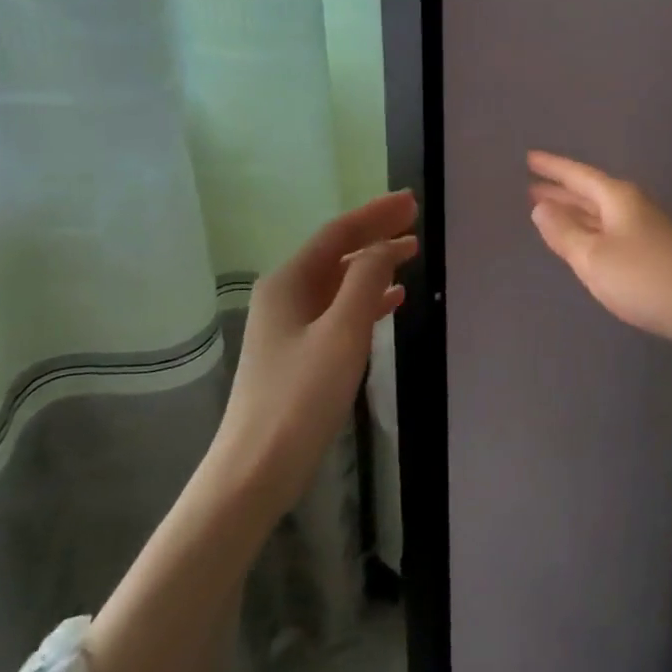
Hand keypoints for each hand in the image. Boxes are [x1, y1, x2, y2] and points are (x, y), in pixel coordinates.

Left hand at [216, 191, 418, 515]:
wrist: (255, 470)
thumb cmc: (300, 397)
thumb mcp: (341, 333)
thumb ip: (366, 281)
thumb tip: (385, 245)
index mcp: (289, 282)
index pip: (338, 233)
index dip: (376, 214)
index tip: (411, 201)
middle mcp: (285, 295)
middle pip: (337, 252)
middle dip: (376, 234)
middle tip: (416, 220)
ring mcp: (289, 324)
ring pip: (339, 281)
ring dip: (374, 264)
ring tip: (412, 253)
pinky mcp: (299, 351)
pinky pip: (338, 309)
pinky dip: (367, 299)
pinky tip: (392, 302)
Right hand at [527, 151, 671, 353]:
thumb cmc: (647, 278)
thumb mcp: (594, 257)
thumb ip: (564, 233)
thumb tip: (540, 207)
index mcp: (616, 199)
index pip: (577, 175)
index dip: (552, 167)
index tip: (529, 158)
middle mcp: (632, 207)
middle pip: (590, 193)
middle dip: (561, 191)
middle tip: (531, 188)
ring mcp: (647, 230)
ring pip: (601, 214)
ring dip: (575, 212)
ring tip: (550, 212)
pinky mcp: (655, 254)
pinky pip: (612, 233)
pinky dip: (592, 232)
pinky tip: (587, 244)